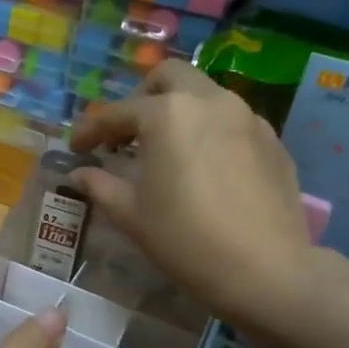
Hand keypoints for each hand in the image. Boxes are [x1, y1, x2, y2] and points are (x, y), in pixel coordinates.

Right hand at [68, 60, 319, 346]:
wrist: (266, 270)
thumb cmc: (185, 239)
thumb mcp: (131, 215)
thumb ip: (100, 186)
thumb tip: (81, 173)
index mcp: (167, 114)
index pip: (116, 113)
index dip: (90, 130)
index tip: (76, 148)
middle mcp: (208, 101)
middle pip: (168, 77)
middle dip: (142, 97)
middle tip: (128, 133)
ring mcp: (247, 117)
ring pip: (205, 94)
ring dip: (179, 111)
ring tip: (167, 149)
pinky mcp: (272, 140)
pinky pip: (232, 121)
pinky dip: (209, 131)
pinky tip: (205, 167)